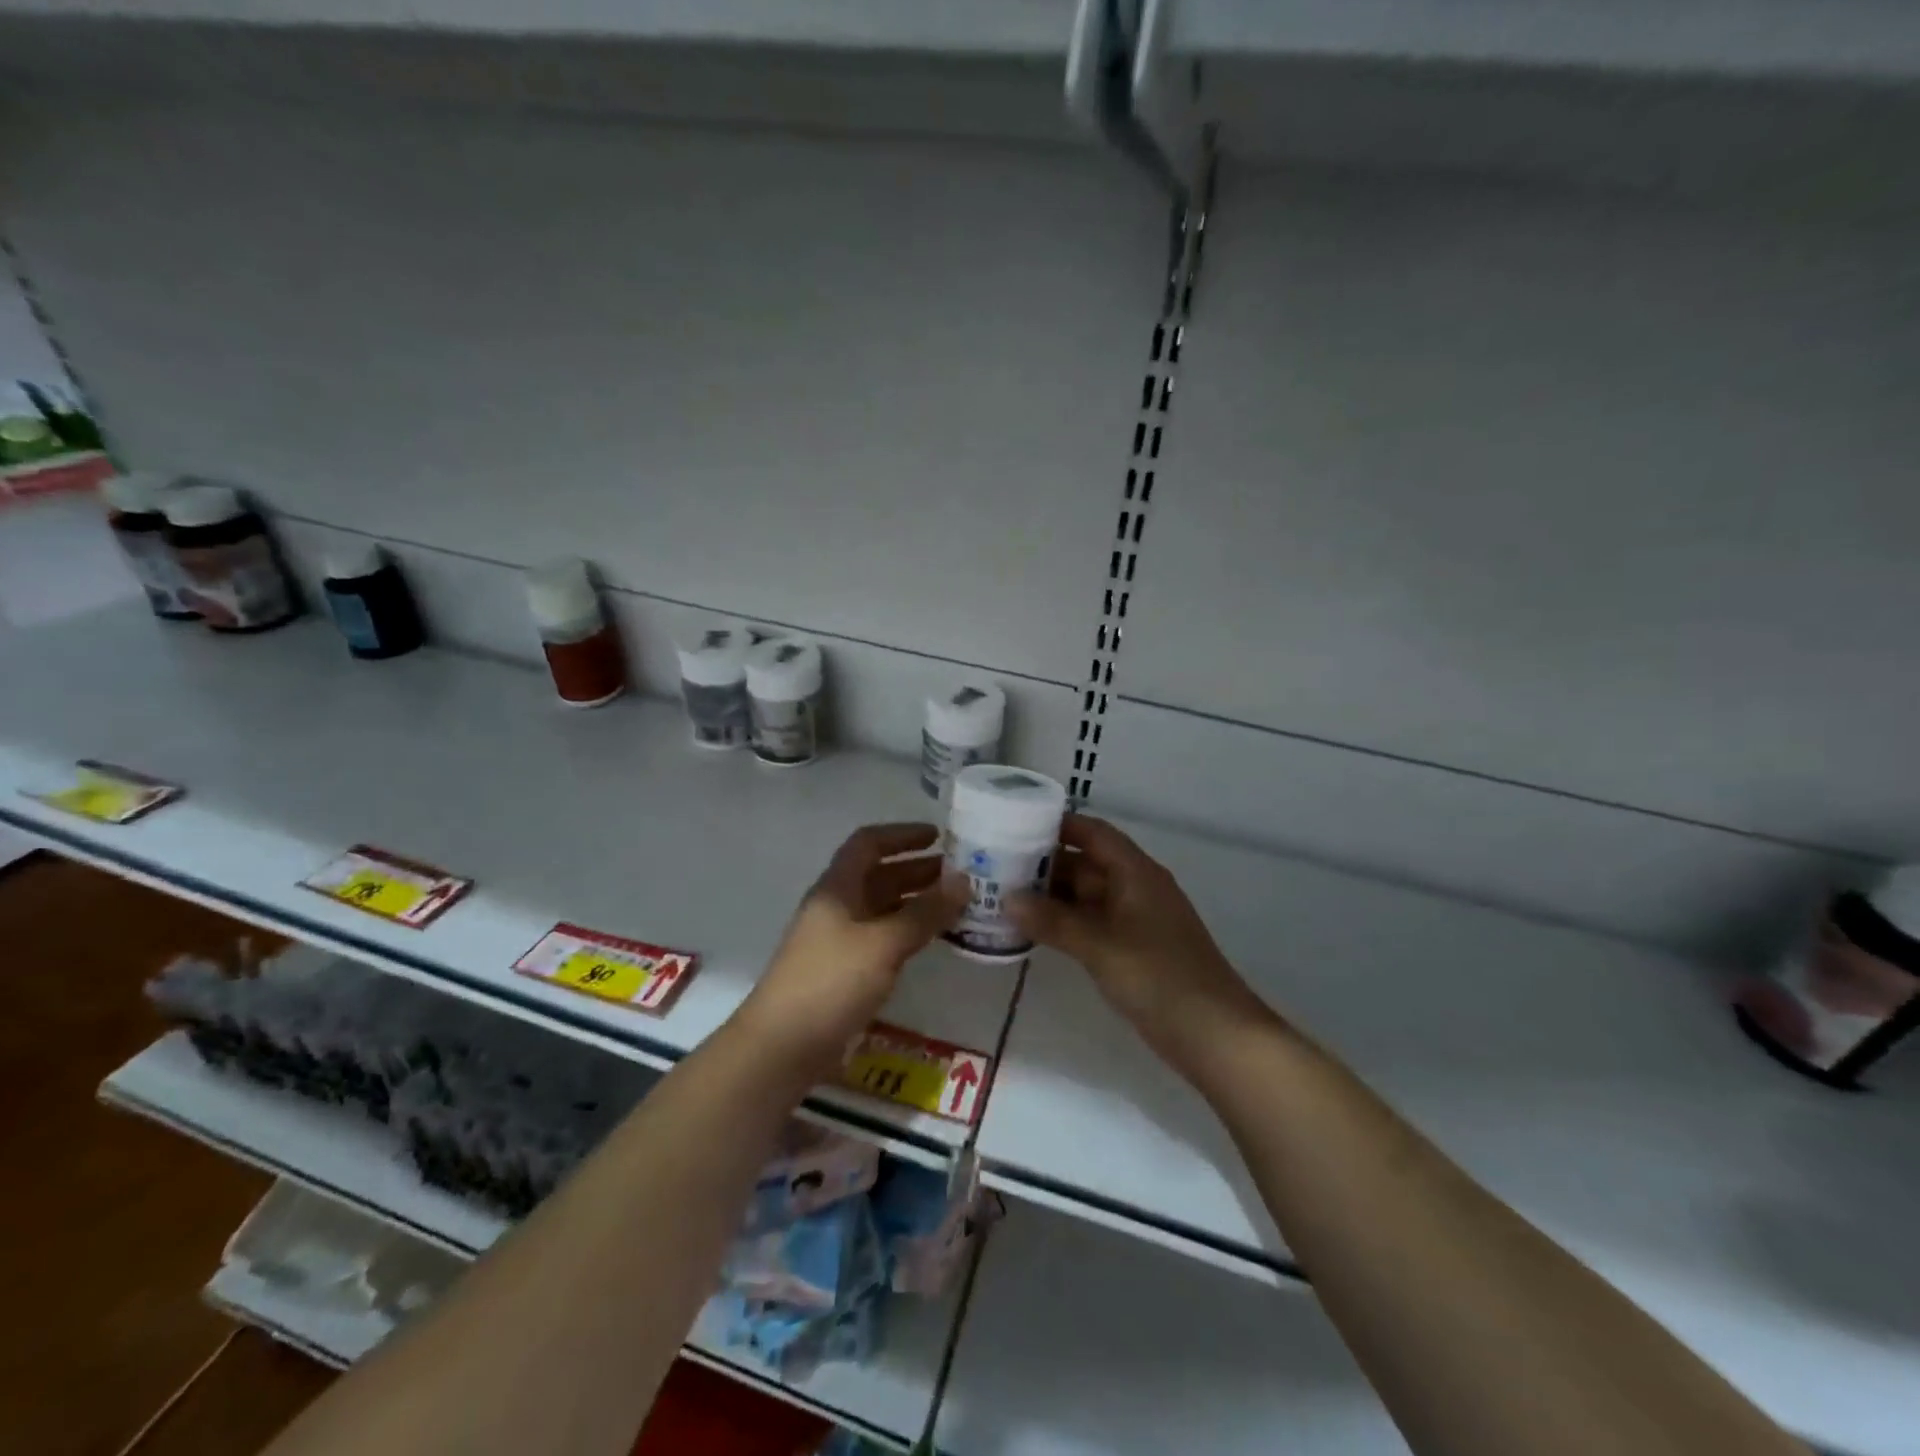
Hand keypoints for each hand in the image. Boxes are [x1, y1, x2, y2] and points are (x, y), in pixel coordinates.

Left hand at [738, 823, 966, 1069]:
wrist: (782, 1047)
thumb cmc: (831, 982)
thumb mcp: (883, 943)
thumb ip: (925, 912)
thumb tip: (965, 880)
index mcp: (837, 888)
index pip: (868, 843)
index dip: (902, 835)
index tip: (938, 836)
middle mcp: (836, 906)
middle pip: (878, 875)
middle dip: (917, 870)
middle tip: (960, 874)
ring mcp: (837, 939)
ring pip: (881, 907)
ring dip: (915, 901)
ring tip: (955, 905)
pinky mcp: (842, 970)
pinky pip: (880, 937)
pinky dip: (906, 930)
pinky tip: (931, 940)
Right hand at [1011, 815, 1272, 1069]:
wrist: (1215, 1035)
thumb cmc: (1159, 977)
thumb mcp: (1099, 946)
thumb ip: (1053, 921)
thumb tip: (1008, 898)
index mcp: (1136, 872)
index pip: (1094, 833)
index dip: (1058, 825)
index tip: (1016, 825)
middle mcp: (1137, 888)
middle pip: (1086, 863)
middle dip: (1045, 864)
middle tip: (997, 867)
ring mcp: (1137, 920)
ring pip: (1087, 896)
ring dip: (1052, 897)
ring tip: (1005, 898)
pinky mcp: (1135, 949)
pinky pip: (1093, 924)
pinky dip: (1065, 923)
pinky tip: (1035, 932)